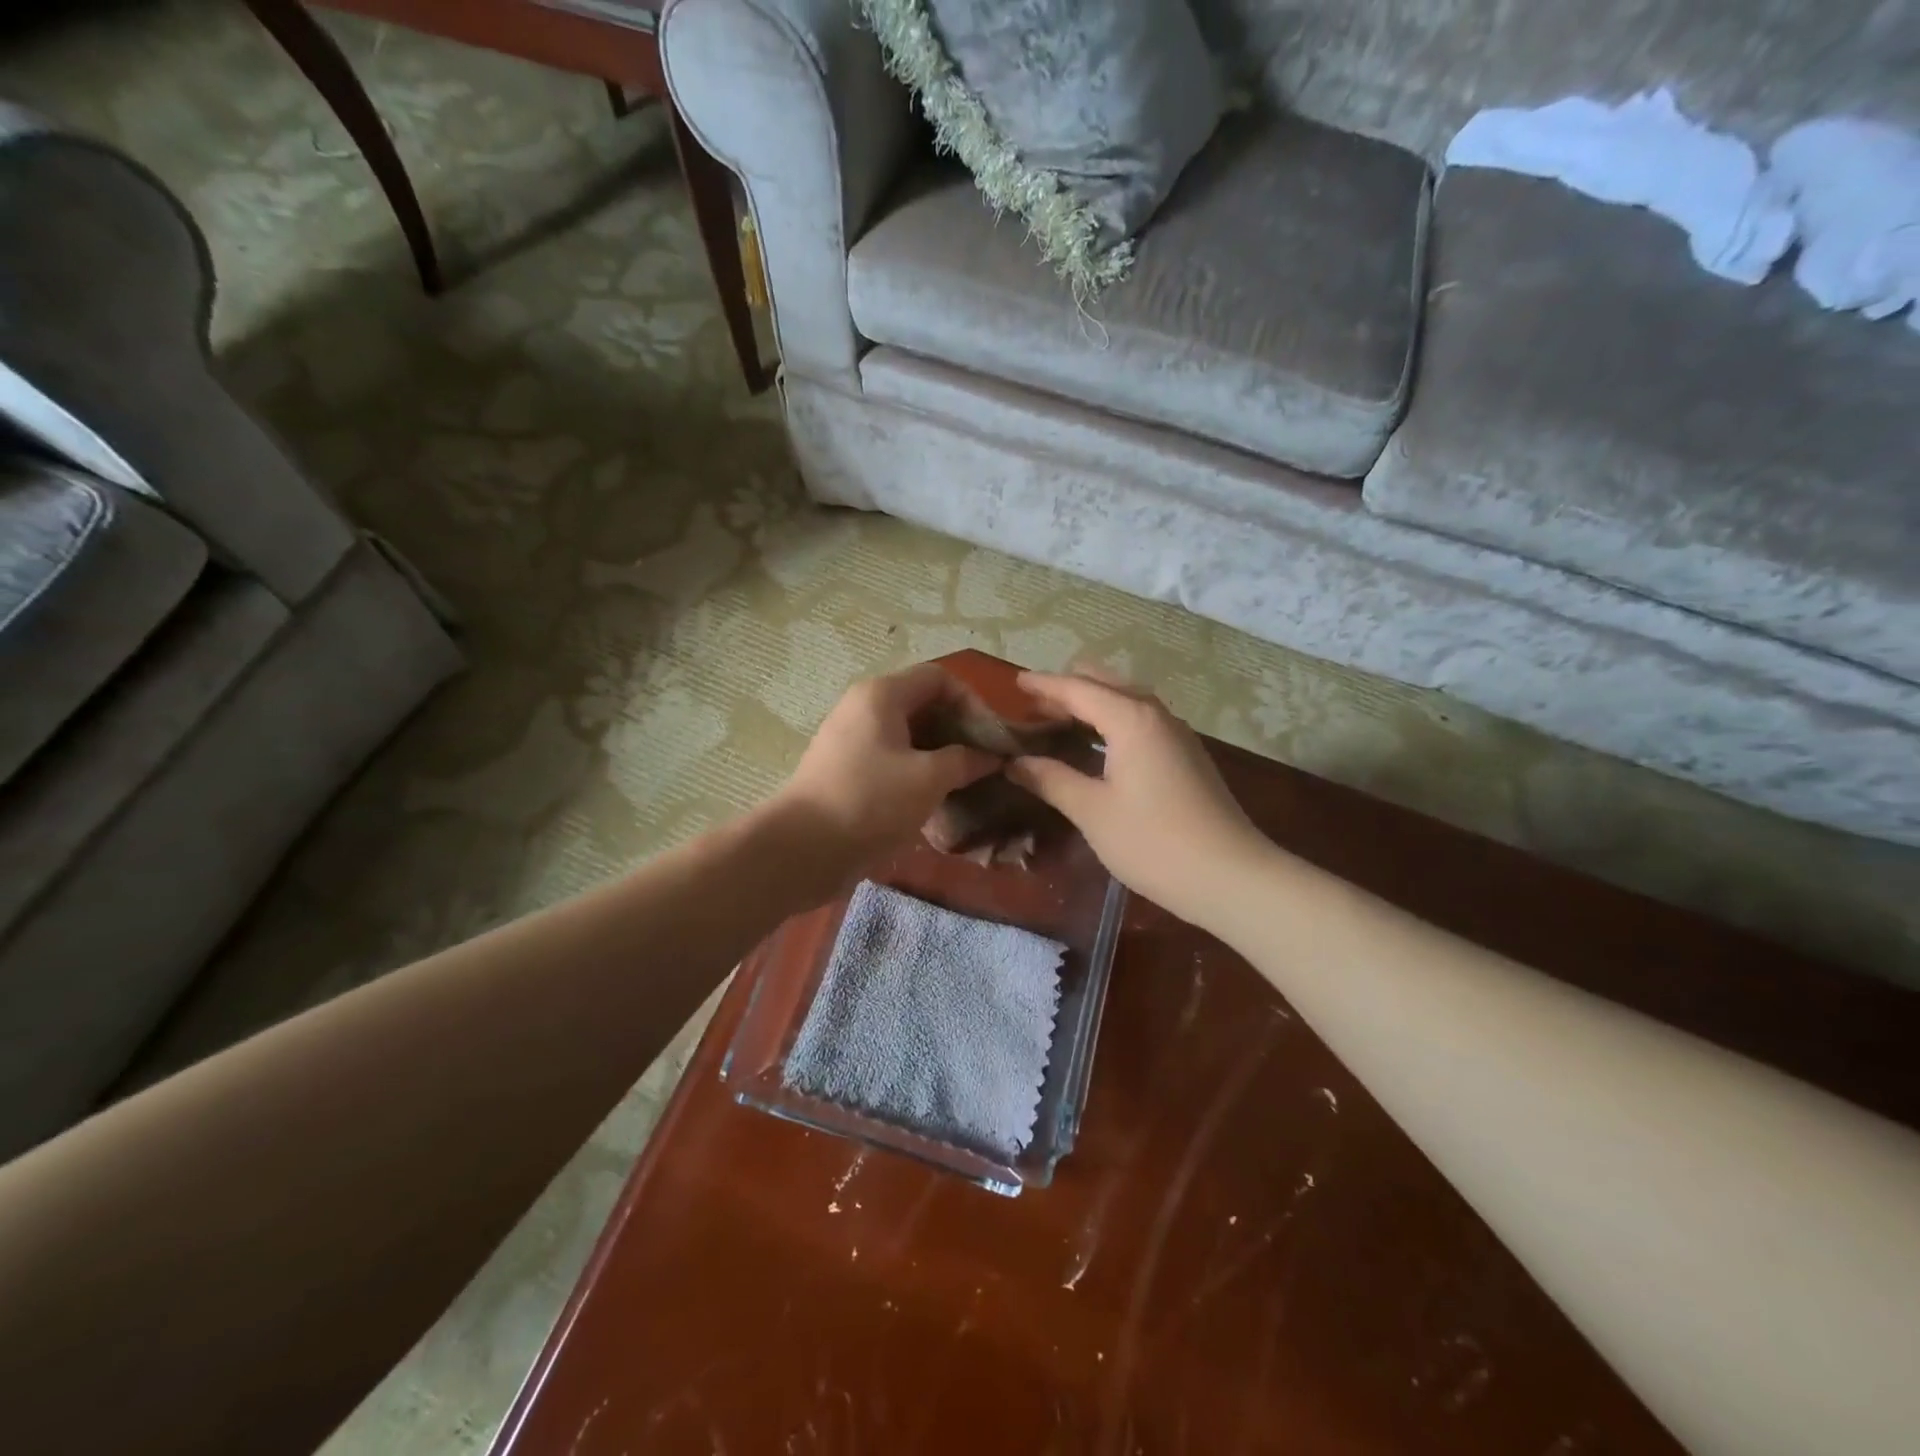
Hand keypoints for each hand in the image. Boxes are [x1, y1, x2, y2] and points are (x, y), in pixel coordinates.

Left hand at [775, 665, 999, 885]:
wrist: (802, 849)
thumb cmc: (871, 802)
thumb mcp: (929, 779)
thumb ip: (965, 760)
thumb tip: (991, 757)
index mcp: (882, 694)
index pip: (939, 678)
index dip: (972, 702)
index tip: (991, 738)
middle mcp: (864, 707)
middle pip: (923, 704)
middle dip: (958, 730)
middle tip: (984, 763)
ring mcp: (851, 739)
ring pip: (908, 735)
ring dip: (940, 754)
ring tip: (965, 783)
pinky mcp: (845, 770)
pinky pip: (891, 759)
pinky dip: (917, 772)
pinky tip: (935, 799)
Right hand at [1007, 671, 1269, 924]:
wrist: (1230, 875)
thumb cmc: (1153, 842)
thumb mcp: (1092, 811)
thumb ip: (1051, 779)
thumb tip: (1015, 763)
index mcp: (1130, 719)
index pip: (1077, 689)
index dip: (1043, 686)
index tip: (1014, 683)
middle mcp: (1155, 715)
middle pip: (1105, 684)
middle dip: (1068, 689)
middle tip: (1032, 708)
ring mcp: (1176, 734)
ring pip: (1127, 700)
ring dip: (1092, 704)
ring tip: (1058, 721)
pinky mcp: (1187, 755)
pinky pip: (1141, 720)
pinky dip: (1112, 720)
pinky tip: (1098, 745)